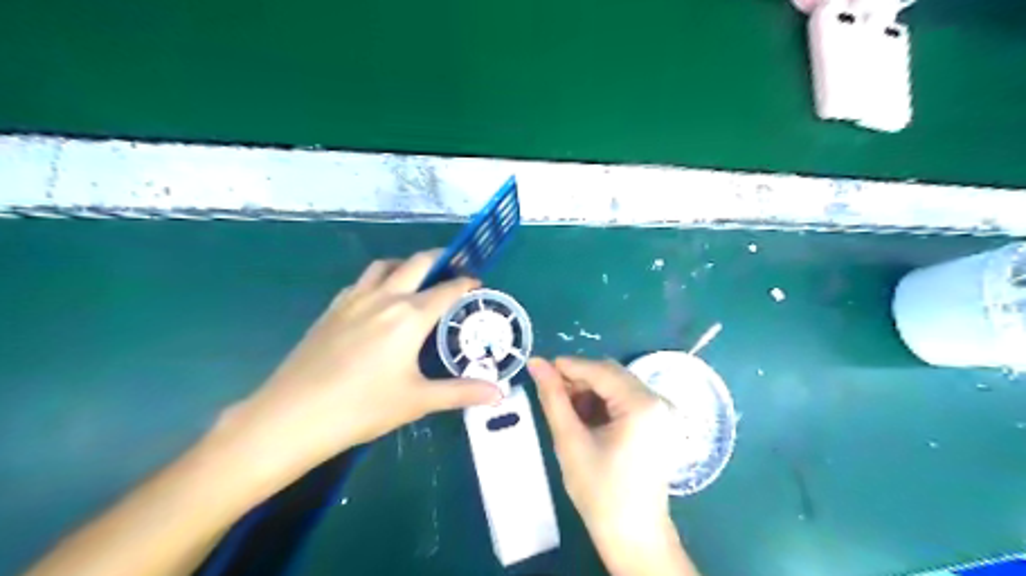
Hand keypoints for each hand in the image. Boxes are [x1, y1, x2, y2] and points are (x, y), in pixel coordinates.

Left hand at [222, 251, 504, 480]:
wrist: (292, 416)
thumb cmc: (362, 407)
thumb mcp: (417, 400)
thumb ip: (461, 392)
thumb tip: (500, 395)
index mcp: (409, 316)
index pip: (447, 289)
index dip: (467, 284)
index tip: (479, 285)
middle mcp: (384, 297)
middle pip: (417, 263)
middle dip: (440, 259)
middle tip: (455, 270)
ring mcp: (354, 299)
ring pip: (385, 266)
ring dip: (406, 265)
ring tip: (418, 280)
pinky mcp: (332, 309)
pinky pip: (362, 281)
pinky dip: (379, 279)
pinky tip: (379, 300)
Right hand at [528, 357, 696, 573]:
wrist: (633, 537)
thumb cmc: (600, 492)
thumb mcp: (570, 441)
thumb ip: (553, 397)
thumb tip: (536, 363)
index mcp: (641, 404)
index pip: (599, 370)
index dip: (566, 366)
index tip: (537, 369)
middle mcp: (656, 400)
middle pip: (610, 375)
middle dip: (578, 380)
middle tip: (549, 394)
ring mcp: (659, 412)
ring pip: (615, 385)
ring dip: (588, 391)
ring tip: (565, 411)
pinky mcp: (655, 423)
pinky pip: (624, 400)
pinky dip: (601, 403)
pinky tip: (584, 420)